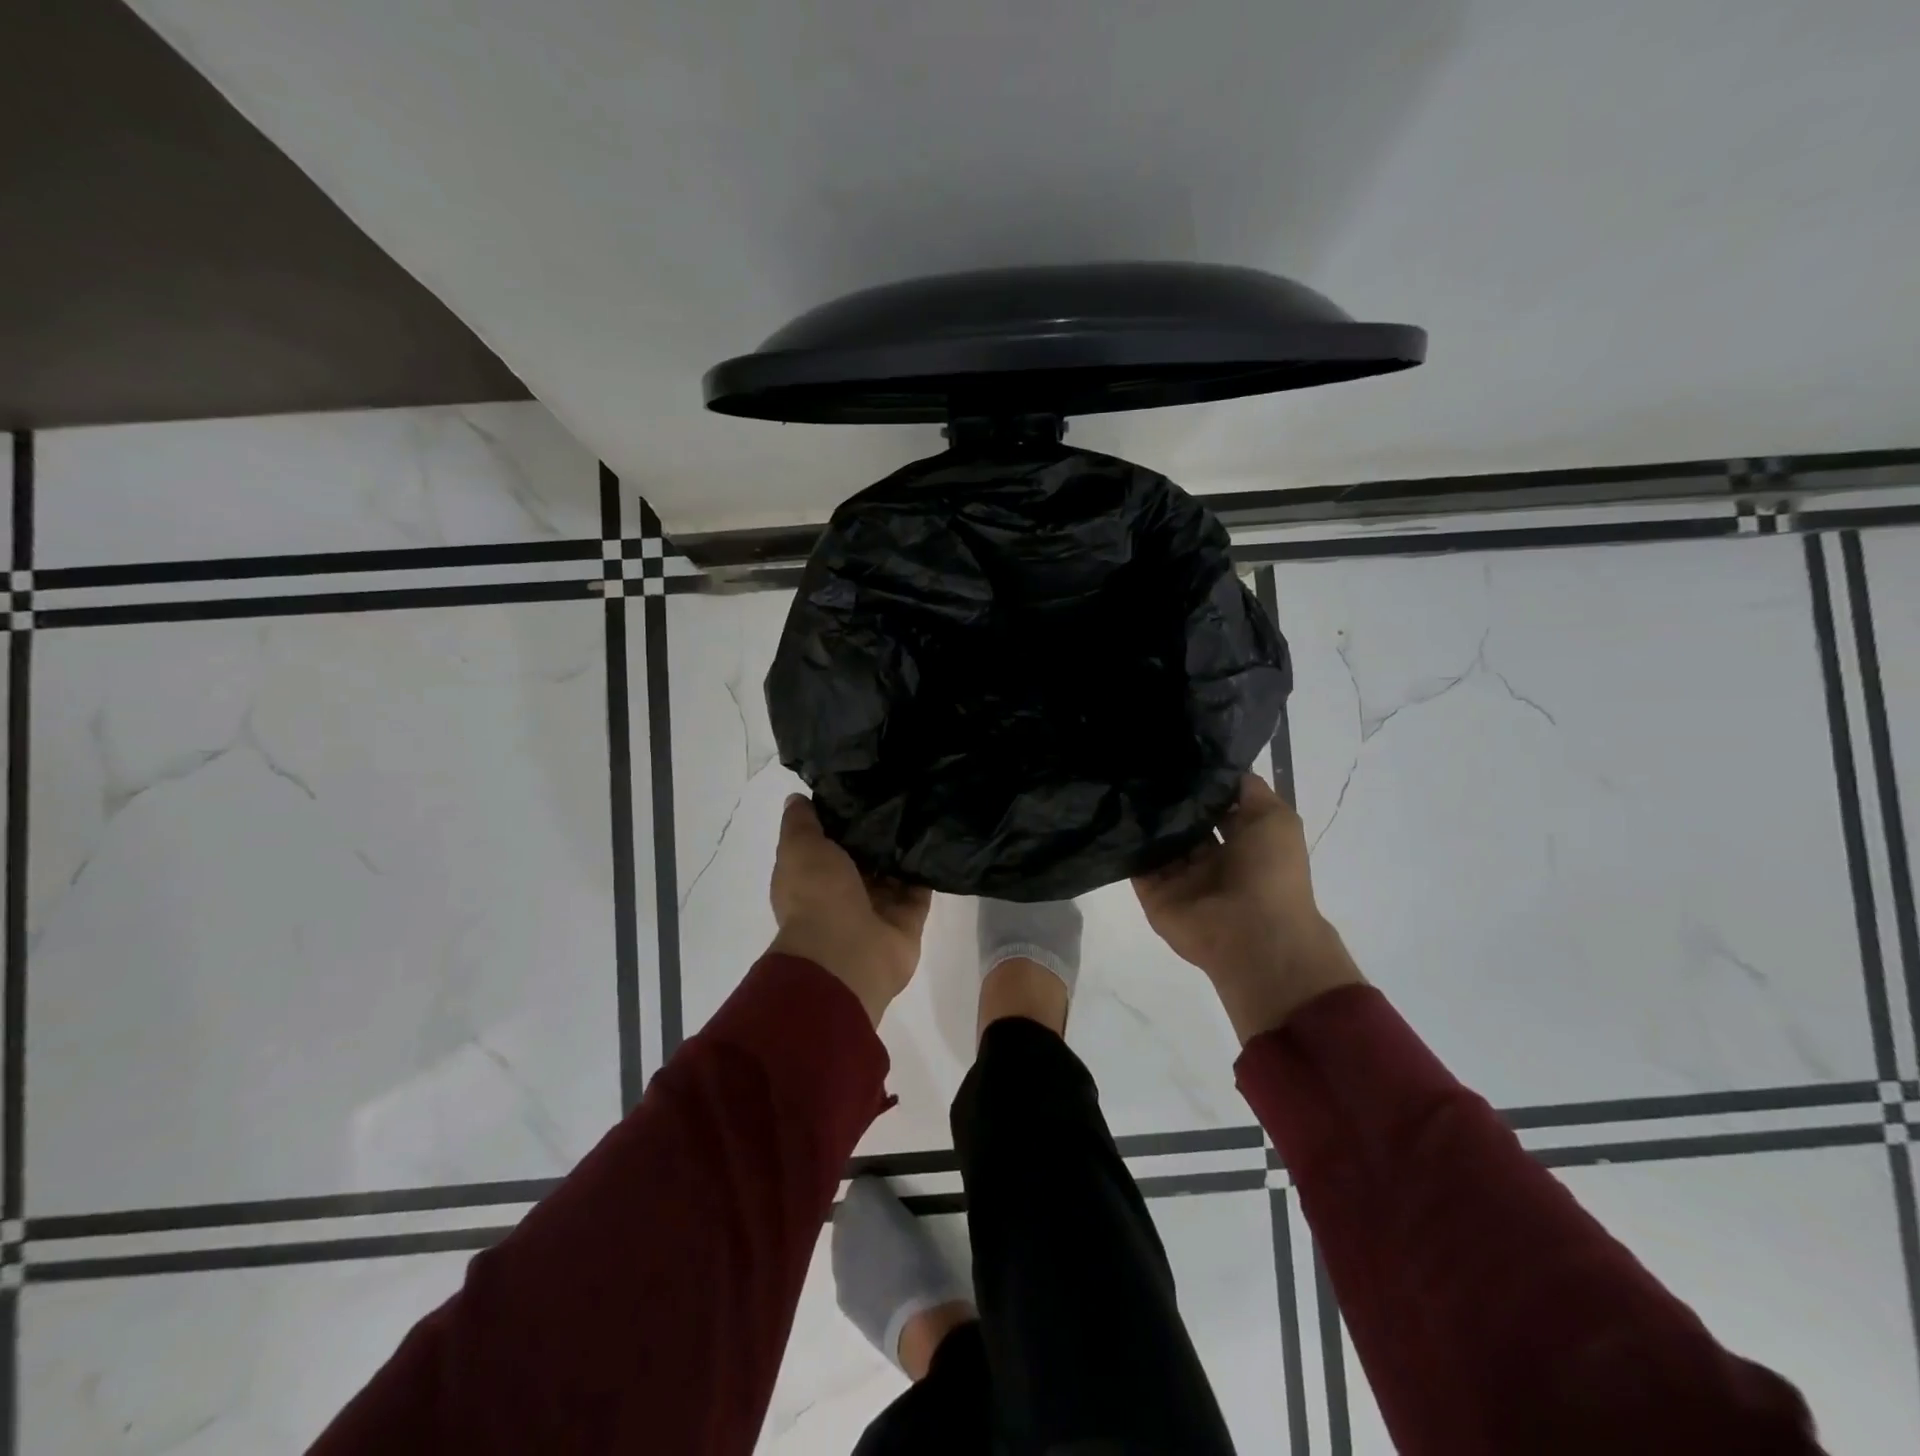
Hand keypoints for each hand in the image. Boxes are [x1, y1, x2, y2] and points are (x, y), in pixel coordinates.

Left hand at [768, 795, 931, 1024]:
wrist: (848, 953)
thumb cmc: (817, 894)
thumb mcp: (800, 847)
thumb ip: (801, 822)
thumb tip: (798, 798)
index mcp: (813, 877)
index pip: (827, 842)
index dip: (840, 817)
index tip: (859, 786)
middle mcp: (843, 892)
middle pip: (864, 856)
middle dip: (877, 831)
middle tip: (898, 791)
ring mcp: (877, 908)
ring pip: (894, 871)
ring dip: (904, 848)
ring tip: (923, 807)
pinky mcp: (907, 919)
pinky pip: (920, 889)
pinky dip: (927, 870)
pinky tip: (938, 838)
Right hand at [1133, 774, 1363, 1041]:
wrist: (1254, 935)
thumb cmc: (1271, 872)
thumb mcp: (1276, 818)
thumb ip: (1249, 790)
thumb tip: (1221, 767)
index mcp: (1241, 843)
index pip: (1214, 807)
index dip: (1199, 783)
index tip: (1174, 754)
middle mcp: (1209, 860)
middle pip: (1182, 823)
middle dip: (1167, 798)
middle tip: (1140, 763)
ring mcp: (1180, 878)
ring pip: (1157, 842)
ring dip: (1144, 818)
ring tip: (1120, 781)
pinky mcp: (1154, 894)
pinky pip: (1136, 865)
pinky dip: (1126, 845)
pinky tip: (1113, 814)